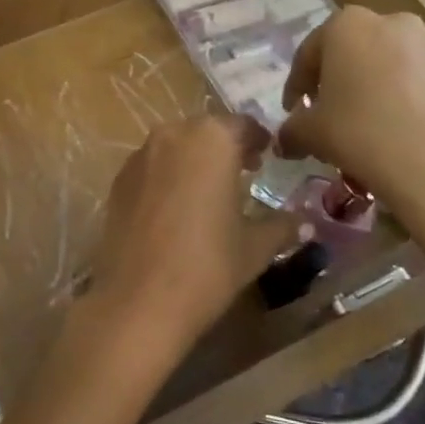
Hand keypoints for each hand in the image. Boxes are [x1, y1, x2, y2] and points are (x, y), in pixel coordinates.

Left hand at [87, 116, 297, 354]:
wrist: (140, 298)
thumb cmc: (208, 266)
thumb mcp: (255, 247)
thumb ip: (282, 226)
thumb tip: (305, 222)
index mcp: (212, 139)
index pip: (242, 125)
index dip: (258, 139)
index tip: (267, 155)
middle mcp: (173, 135)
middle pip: (205, 130)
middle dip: (225, 146)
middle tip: (243, 171)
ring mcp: (140, 155)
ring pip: (175, 145)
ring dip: (194, 158)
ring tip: (209, 189)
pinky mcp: (118, 178)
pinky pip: (151, 165)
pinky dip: (167, 175)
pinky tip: (176, 206)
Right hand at [277, 8, 424, 227]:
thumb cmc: (360, 134)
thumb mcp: (311, 133)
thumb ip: (292, 130)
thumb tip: (284, 142)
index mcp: (347, 25)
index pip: (310, 53)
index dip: (297, 85)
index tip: (292, 110)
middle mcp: (392, 23)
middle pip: (354, 51)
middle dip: (340, 78)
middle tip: (331, 111)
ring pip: (392, 63)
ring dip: (377, 86)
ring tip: (371, 122)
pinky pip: (423, 82)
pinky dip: (409, 98)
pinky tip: (403, 130)